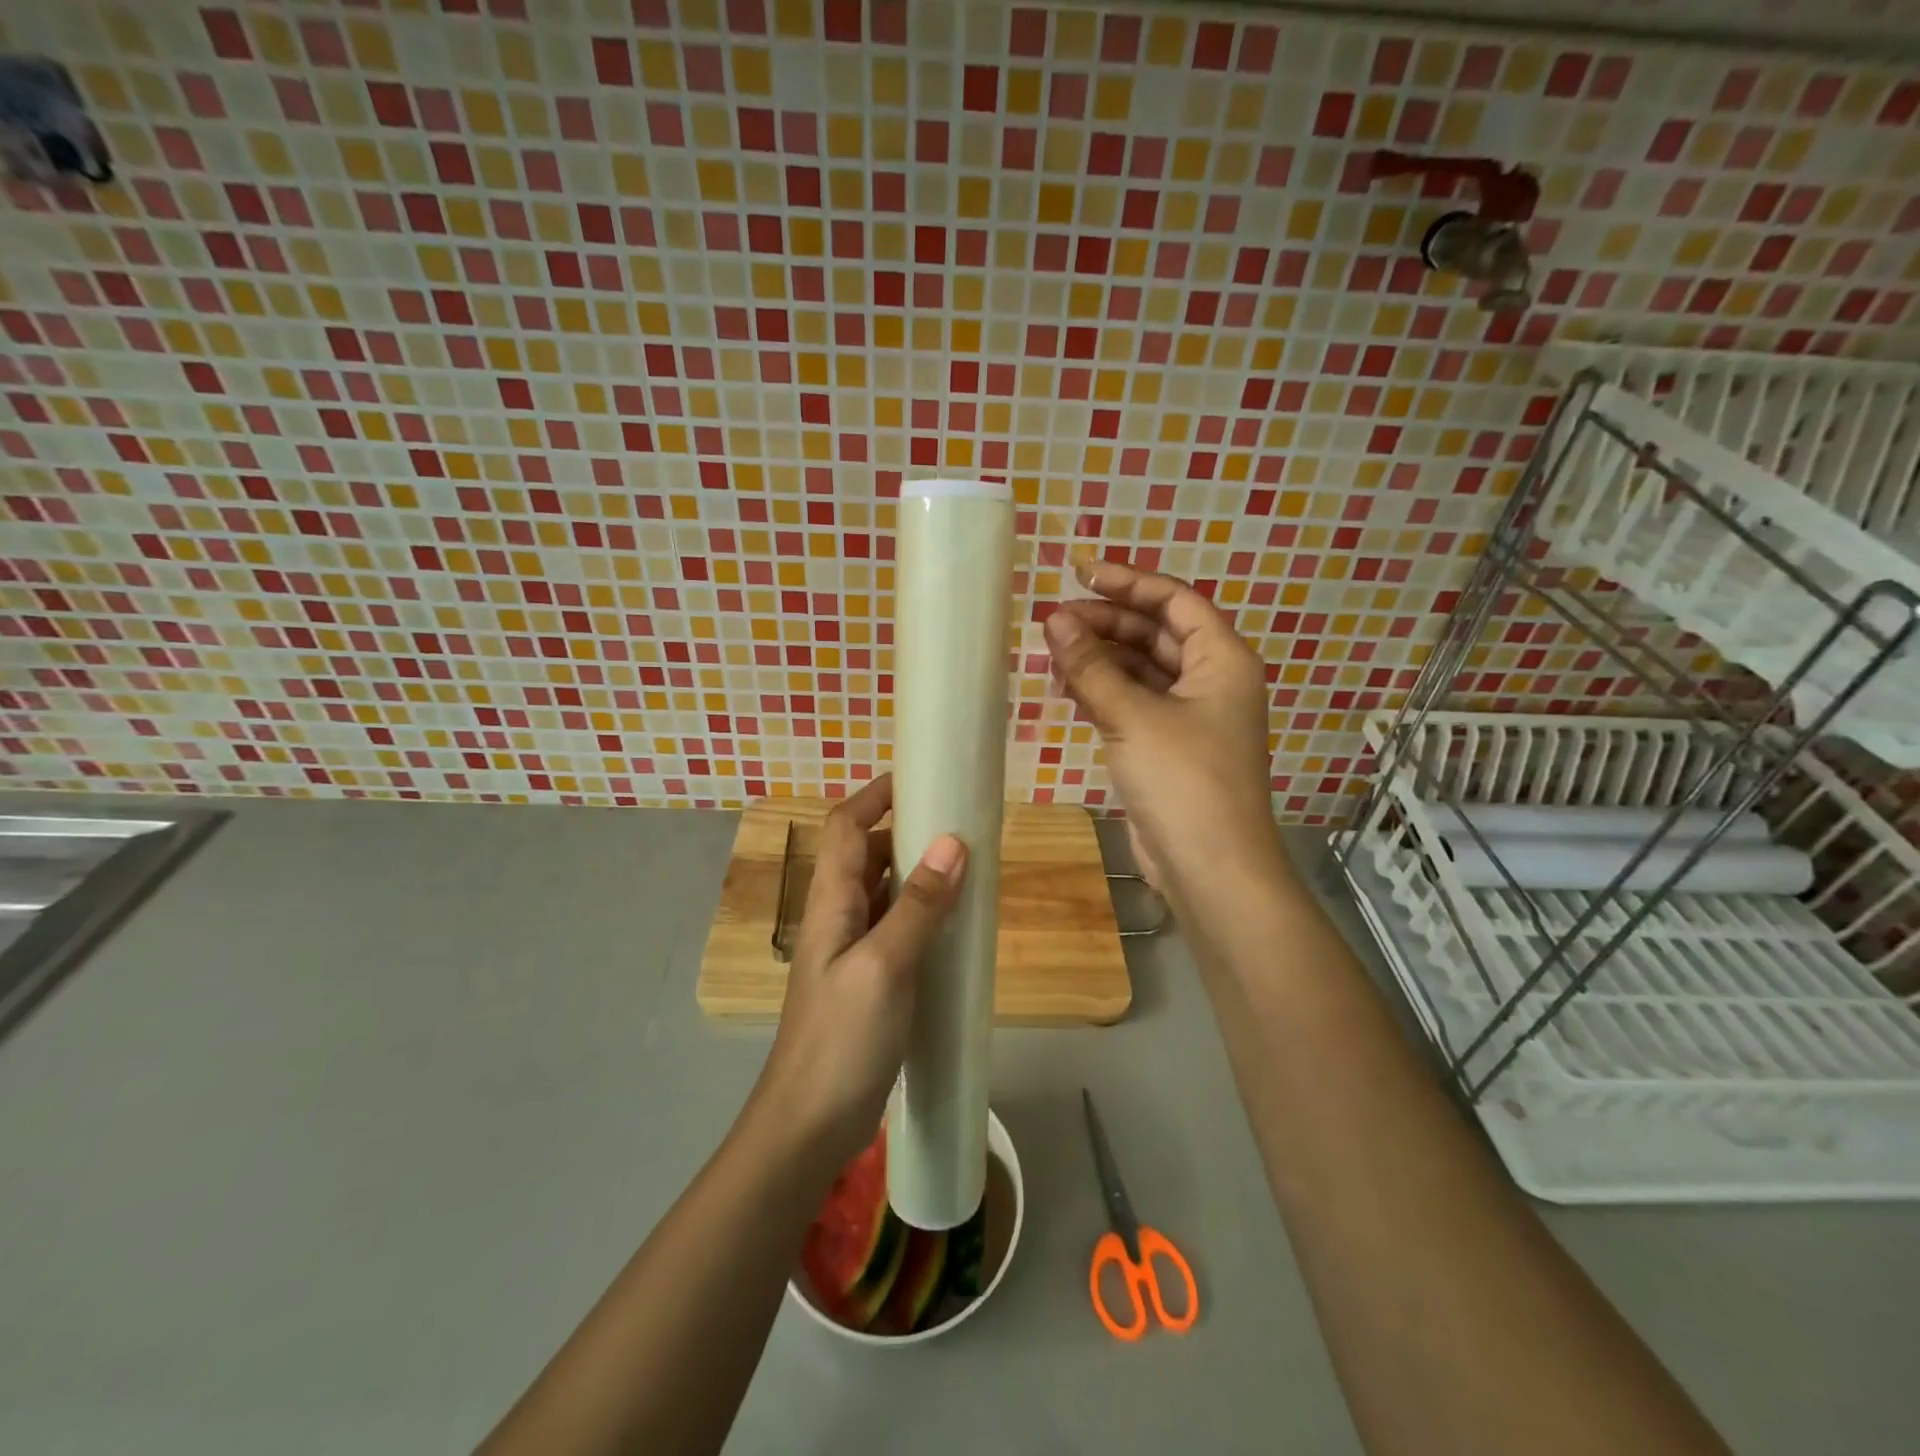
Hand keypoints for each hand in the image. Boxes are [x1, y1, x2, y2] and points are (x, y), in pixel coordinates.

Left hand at [754, 774, 967, 1166]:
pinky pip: (896, 928)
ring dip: (917, 872)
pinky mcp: (869, 980)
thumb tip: (952, 841)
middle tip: (959, 823)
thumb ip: (919, 906)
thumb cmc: (841, 1040)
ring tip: (967, 865)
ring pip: (883, 892)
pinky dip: (923, 913)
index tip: (921, 777)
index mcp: (831, 902)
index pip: (845, 826)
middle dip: (906, 830)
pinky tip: (954, 923)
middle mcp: (837, 917)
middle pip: (865, 854)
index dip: (876, 795)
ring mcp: (851, 951)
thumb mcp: (885, 967)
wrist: (809, 1125)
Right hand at [1044, 559, 1279, 900]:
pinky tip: (1067, 689)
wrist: (1209, 867)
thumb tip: (1054, 620)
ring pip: (1141, 670)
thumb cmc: (1184, 780)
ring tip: (1052, 654)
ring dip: (1100, 659)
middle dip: (1106, 623)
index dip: (1128, 582)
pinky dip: (1103, 692)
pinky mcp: (1168, 747)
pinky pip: (1133, 703)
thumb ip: (1092, 666)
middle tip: (1053, 623)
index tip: (1078, 574)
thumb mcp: (1134, 716)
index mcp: (1222, 659)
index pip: (1174, 601)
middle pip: (1155, 633)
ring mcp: (1190, 717)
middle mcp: (1211, 681)